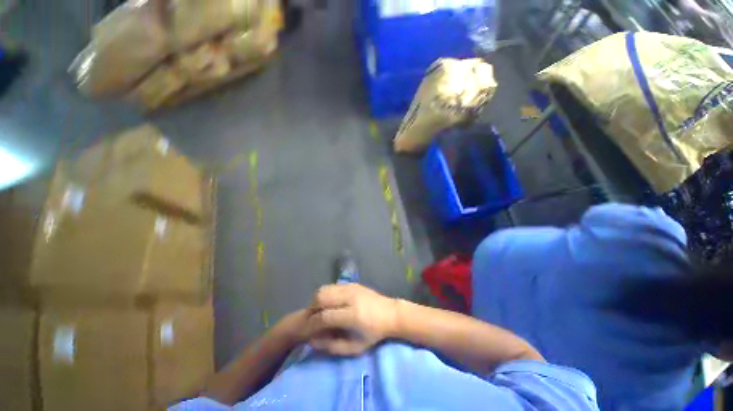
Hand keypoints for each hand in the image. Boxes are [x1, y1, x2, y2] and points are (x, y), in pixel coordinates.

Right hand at [305, 284, 399, 355]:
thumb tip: (312, 340)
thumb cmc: (374, 333)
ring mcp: (351, 287)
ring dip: (316, 301)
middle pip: (321, 297)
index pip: (324, 316)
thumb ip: (332, 346)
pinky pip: (332, 286)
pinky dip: (325, 294)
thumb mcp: (355, 347)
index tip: (306, 331)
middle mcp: (350, 297)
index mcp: (353, 315)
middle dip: (311, 309)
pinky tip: (328, 304)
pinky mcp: (352, 283)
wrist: (390, 313)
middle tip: (310, 320)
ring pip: (325, 288)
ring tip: (317, 312)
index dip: (311, 325)